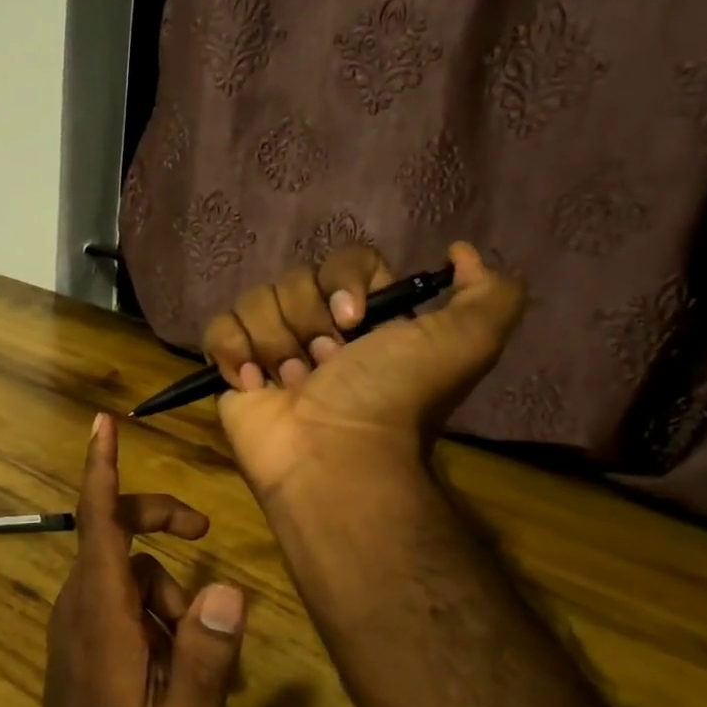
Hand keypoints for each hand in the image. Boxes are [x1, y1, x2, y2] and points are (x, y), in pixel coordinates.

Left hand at [23, 414, 246, 706]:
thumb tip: (229, 588)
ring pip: (126, 572)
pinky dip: (153, 613)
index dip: (100, 468)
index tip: (102, 422)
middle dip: (159, 523)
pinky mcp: (82, 642)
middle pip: (114, 534)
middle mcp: (80, 605)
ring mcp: (77, 624)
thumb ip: (206, 657)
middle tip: (205, 534)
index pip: (97, 521)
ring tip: (196, 655)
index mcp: (101, 613)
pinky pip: (120, 601)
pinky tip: (176, 665)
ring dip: (167, 593)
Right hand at [202, 241, 524, 500]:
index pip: (345, 261)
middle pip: (294, 280)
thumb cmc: (392, 398)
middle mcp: (319, 327)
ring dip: (275, 344)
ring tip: (291, 385)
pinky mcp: (231, 367)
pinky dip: (231, 352)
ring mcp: (271, 347)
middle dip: (307, 322)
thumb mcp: (465, 343)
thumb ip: (489, 293)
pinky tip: (251, 384)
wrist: (334, 456)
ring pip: (255, 301)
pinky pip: (218, 328)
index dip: (342, 283)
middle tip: (325, 366)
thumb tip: (461, 250)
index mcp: (368, 317)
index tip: (353, 321)